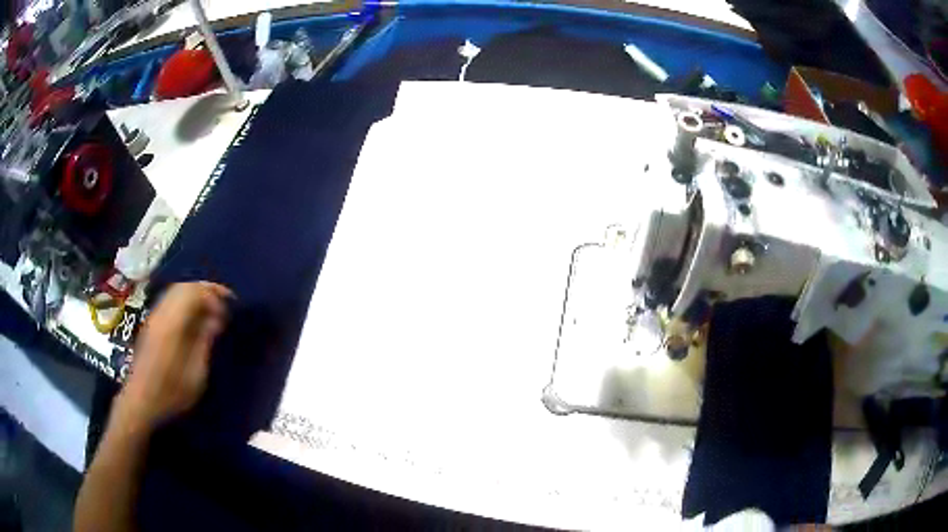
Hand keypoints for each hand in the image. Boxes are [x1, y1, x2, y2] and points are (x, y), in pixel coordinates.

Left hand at [114, 282, 232, 431]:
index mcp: (172, 324)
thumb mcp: (195, 374)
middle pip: (185, 286)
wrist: (140, 401)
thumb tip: (217, 318)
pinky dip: (186, 301)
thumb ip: (205, 342)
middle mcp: (161, 313)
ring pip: (176, 291)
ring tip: (213, 309)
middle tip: (225, 303)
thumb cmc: (171, 392)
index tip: (230, 308)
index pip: (194, 292)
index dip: (214, 294)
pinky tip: (195, 317)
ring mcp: (154, 317)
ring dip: (196, 294)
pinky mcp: (152, 324)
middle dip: (206, 290)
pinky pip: (171, 300)